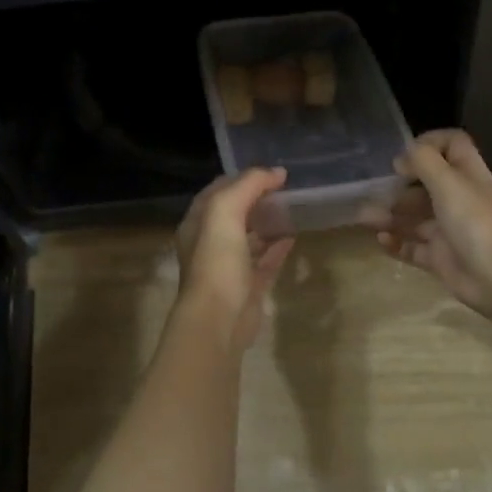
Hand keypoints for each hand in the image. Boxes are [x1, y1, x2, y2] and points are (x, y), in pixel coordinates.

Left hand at [174, 167, 295, 352]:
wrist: (219, 318)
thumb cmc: (216, 261)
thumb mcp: (226, 211)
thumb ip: (249, 185)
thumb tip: (277, 173)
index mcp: (197, 223)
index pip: (218, 191)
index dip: (241, 178)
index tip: (270, 172)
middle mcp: (210, 243)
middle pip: (235, 213)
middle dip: (256, 199)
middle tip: (285, 188)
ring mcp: (229, 266)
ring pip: (250, 237)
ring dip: (267, 222)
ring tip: (292, 208)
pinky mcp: (248, 286)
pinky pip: (265, 260)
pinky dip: (278, 247)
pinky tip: (294, 235)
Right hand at [363, 130, 491, 319]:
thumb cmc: (474, 221)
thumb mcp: (448, 182)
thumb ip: (423, 161)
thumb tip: (402, 158)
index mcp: (467, 175)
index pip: (452, 145)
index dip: (430, 142)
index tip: (405, 155)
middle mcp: (458, 199)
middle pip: (426, 183)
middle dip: (400, 185)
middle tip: (378, 190)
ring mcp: (448, 229)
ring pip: (414, 217)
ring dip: (390, 215)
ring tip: (366, 218)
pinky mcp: (439, 257)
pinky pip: (411, 247)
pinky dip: (395, 243)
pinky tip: (380, 240)